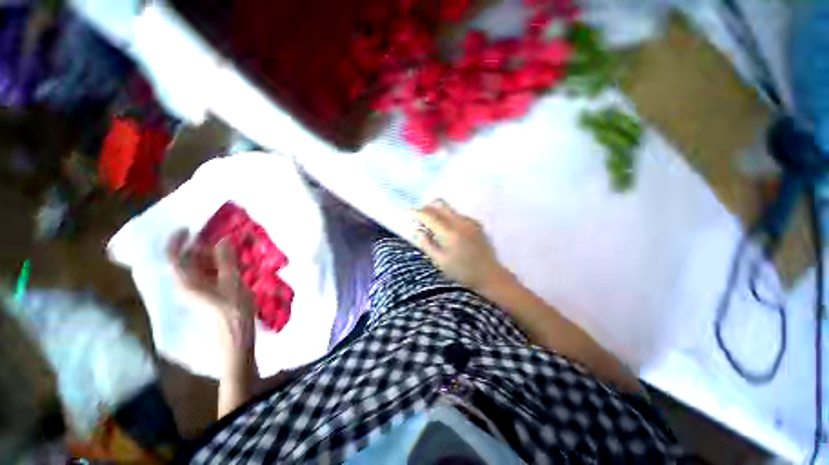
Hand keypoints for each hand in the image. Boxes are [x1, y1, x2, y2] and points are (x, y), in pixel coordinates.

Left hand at [166, 230, 255, 368]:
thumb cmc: (233, 312)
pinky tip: (234, 264)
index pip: (174, 259)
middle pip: (187, 262)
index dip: (177, 242)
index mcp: (188, 283)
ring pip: (199, 268)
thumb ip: (226, 261)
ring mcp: (198, 292)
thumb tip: (222, 240)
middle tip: (220, 237)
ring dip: (212, 256)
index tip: (188, 228)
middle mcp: (188, 286)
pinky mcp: (208, 295)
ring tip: (231, 249)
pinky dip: (218, 266)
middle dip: (201, 247)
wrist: (236, 339)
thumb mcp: (233, 283)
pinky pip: (208, 275)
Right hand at [413, 200, 509, 291]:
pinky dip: (448, 218)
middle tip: (420, 218)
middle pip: (440, 204)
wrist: (489, 275)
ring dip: (438, 213)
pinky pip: (458, 215)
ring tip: (433, 228)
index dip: (417, 212)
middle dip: (427, 208)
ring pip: (449, 209)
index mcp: (450, 232)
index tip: (409, 213)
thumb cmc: (462, 271)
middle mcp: (460, 222)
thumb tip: (416, 230)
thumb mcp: (440, 261)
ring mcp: (470, 221)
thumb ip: (426, 244)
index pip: (429, 215)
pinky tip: (448, 232)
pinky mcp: (476, 224)